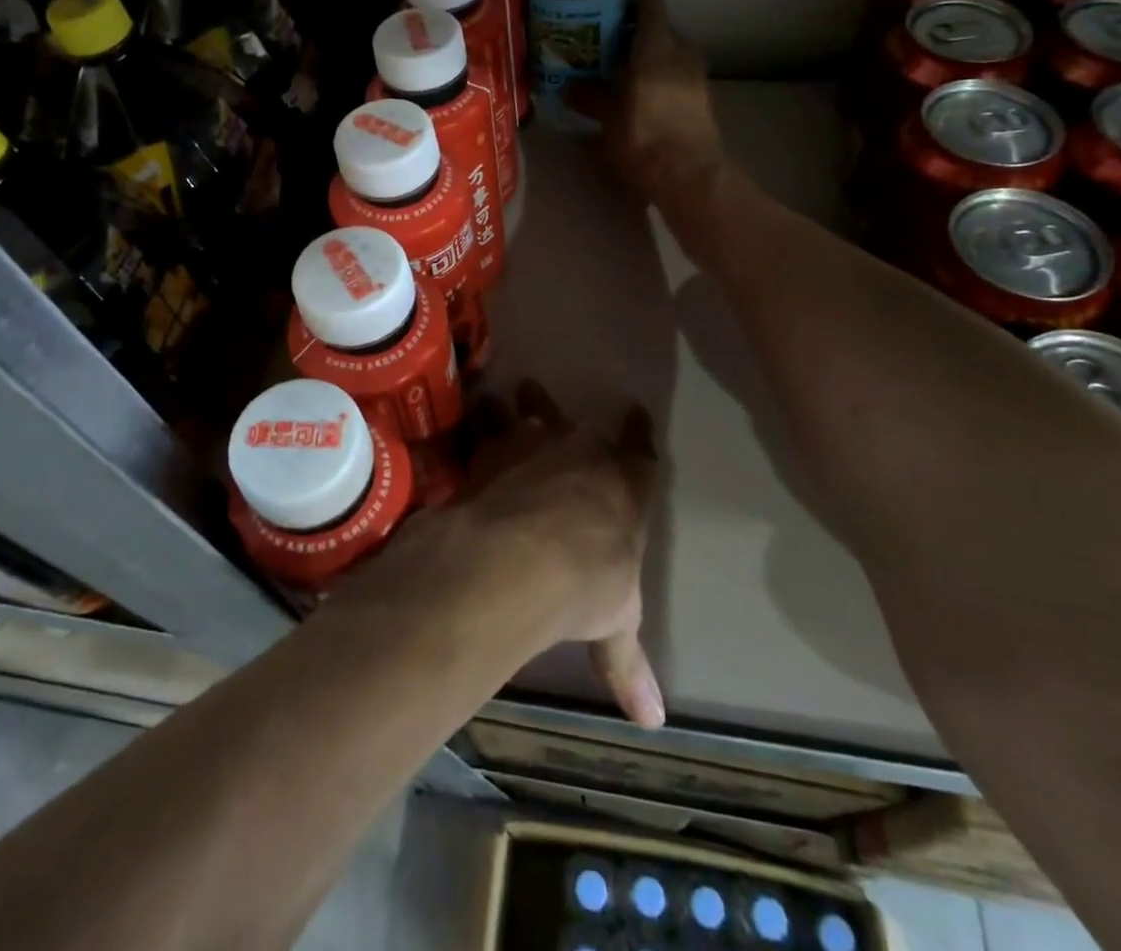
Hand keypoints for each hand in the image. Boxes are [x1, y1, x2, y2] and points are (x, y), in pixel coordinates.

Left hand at [456, 382, 665, 727]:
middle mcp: (582, 451)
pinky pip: (484, 425)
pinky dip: (477, 422)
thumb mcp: (614, 623)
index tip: (636, 412)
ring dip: (518, 406)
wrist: (521, 556)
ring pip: (529, 411)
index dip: (639, 432)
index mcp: (624, 484)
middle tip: (541, 397)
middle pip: (576, 423)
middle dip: (563, 416)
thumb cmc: (586, 585)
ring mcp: (534, 443)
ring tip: (503, 398)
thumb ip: (627, 663)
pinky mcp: (491, 448)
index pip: (641, 451)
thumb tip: (654, 723)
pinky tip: (466, 419)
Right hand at [566, 0, 722, 203]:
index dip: (630, 7)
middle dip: (636, 39)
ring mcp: (698, 77)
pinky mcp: (705, 100)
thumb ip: (589, 97)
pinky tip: (644, 102)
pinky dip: (663, 82)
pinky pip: (680, 79)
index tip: (608, 20)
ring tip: (624, 80)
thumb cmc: (643, 137)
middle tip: (608, 54)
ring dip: (650, 63)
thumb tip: (567, 88)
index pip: (650, 5)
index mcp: (657, 47)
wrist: (688, 175)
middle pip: (661, 31)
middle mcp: (683, 53)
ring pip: (672, 56)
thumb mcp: (608, 118)